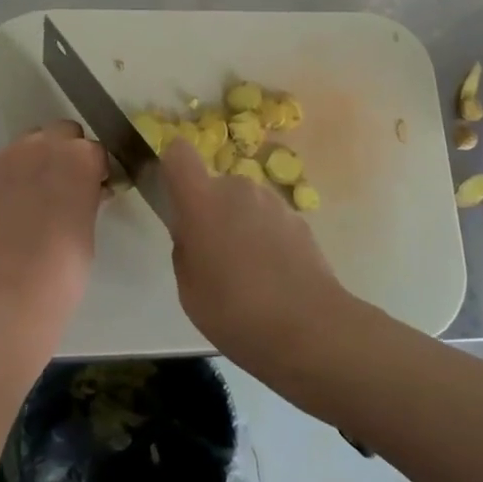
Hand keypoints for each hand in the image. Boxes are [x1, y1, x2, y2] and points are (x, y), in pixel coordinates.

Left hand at [0, 120, 107, 339]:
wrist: (3, 299)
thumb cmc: (61, 272)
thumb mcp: (88, 230)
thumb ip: (88, 197)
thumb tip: (89, 190)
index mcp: (80, 159)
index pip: (96, 150)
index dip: (98, 170)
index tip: (97, 190)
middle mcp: (44, 146)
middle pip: (63, 133)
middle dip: (69, 153)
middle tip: (69, 187)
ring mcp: (9, 158)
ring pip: (32, 141)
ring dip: (41, 157)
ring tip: (39, 193)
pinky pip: (7, 160)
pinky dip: (15, 173)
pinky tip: (15, 203)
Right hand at [161, 139, 354, 372]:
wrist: (310, 328)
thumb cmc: (235, 311)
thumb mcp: (189, 289)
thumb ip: (185, 249)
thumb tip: (193, 233)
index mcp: (203, 200)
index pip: (179, 153)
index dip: (172, 167)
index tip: (174, 196)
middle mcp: (238, 188)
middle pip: (215, 186)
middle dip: (211, 211)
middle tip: (213, 256)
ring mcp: (273, 201)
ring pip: (244, 204)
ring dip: (240, 224)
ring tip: (248, 272)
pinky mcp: (300, 219)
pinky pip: (270, 220)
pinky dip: (267, 238)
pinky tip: (274, 277)